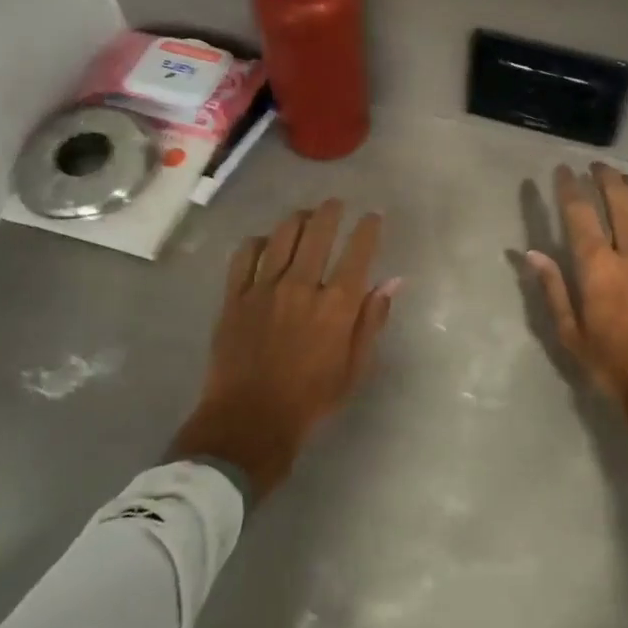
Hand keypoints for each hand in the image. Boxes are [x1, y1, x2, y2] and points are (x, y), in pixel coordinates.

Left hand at [172, 200, 399, 501]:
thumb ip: (373, 320)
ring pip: (282, 235)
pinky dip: (259, 241)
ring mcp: (264, 289)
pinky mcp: (235, 297)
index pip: (358, 251)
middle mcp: (302, 286)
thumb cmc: (310, 400)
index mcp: (336, 305)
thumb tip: (393, 282)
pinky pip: (245, 254)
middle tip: (336, 204)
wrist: (248, 423)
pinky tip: (266, 242)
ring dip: (297, 219)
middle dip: (331, 210)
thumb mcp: (354, 367)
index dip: (368, 228)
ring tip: (304, 216)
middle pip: (318, 231)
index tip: (373, 216)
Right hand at [528, 163, 627, 434]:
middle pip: (619, 199)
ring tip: (624, 179)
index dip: (569, 186)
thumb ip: (552, 289)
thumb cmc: (613, 365)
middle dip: (604, 177)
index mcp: (599, 268)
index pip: (580, 213)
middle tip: (596, 167)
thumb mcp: (571, 334)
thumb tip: (531, 253)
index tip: (563, 171)